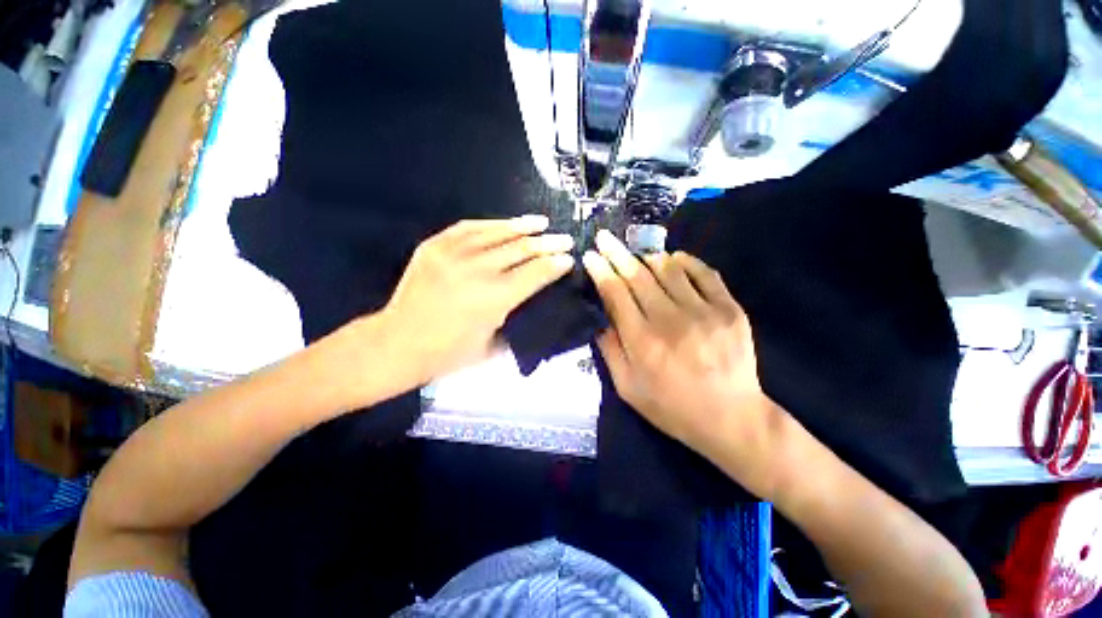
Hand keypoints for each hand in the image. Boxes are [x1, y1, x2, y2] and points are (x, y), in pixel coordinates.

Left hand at [380, 216, 574, 382]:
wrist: (397, 343)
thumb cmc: (448, 354)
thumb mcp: (493, 345)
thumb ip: (517, 318)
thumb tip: (535, 298)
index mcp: (494, 299)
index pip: (535, 273)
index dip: (555, 264)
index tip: (569, 259)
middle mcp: (476, 271)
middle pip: (521, 249)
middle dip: (548, 243)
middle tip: (565, 239)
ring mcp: (452, 254)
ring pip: (497, 232)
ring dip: (523, 226)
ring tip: (541, 222)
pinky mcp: (434, 246)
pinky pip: (468, 227)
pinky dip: (491, 224)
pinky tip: (505, 223)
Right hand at [583, 230, 781, 489]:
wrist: (731, 418)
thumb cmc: (671, 407)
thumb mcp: (627, 387)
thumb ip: (609, 349)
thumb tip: (598, 316)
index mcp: (642, 341)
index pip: (615, 293)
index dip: (601, 270)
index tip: (590, 255)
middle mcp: (670, 320)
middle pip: (638, 275)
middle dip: (617, 253)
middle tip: (605, 237)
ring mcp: (703, 312)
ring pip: (669, 269)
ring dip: (648, 256)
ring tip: (637, 253)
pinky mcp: (729, 309)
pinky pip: (704, 273)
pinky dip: (686, 261)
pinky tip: (673, 258)